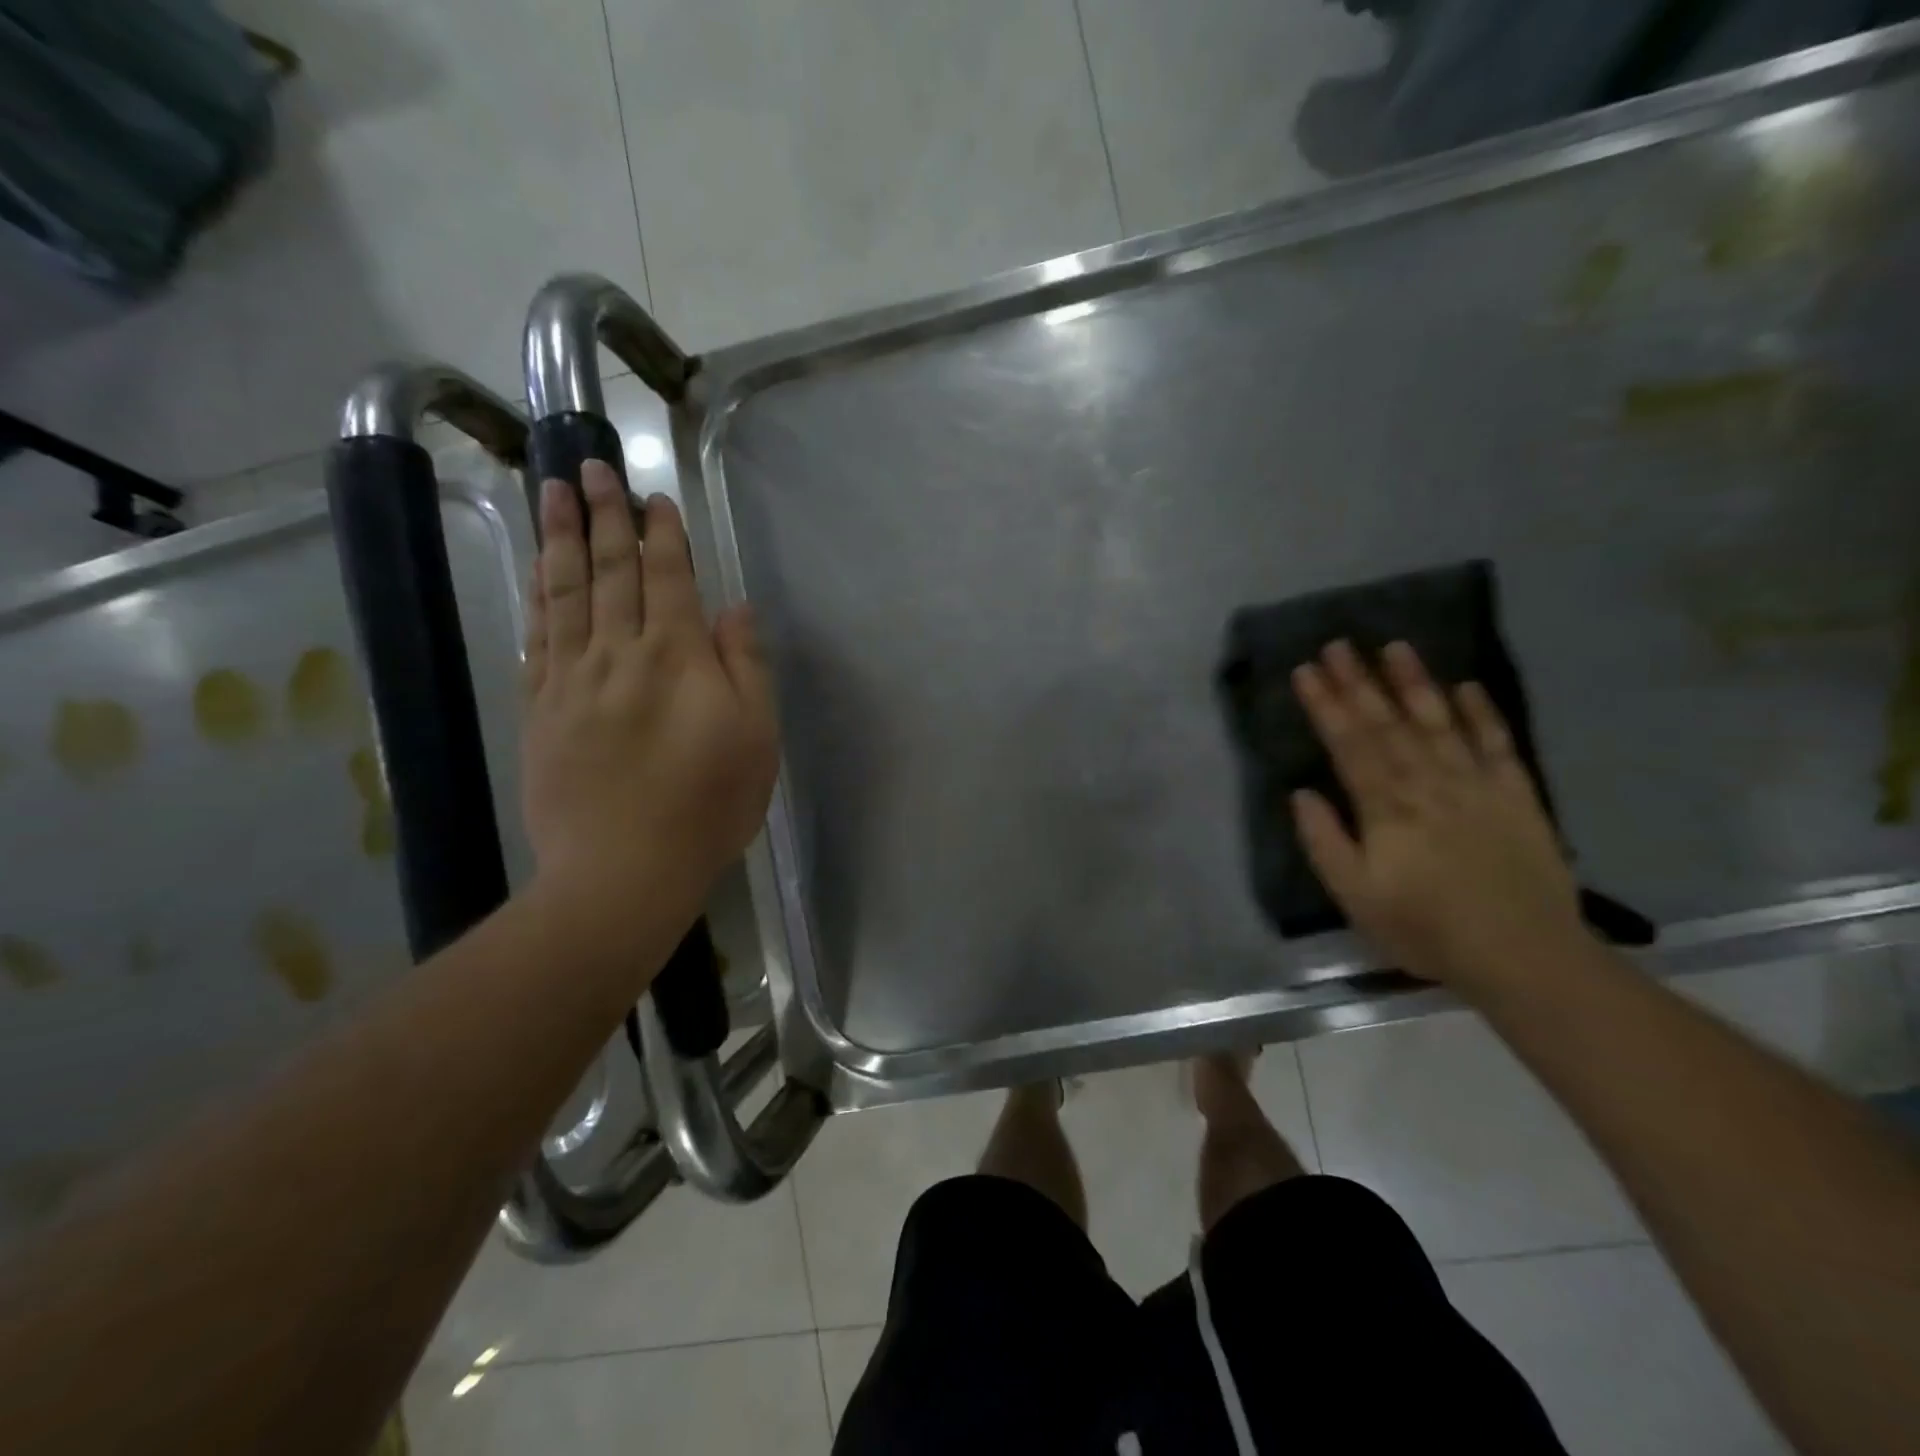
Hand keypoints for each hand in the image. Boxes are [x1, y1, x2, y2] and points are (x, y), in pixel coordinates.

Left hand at [521, 461, 778, 946]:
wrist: (623, 869)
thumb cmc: (707, 805)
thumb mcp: (756, 738)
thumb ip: (746, 667)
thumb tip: (733, 609)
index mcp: (675, 657)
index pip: (666, 578)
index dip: (661, 534)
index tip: (652, 497)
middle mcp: (618, 653)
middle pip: (609, 571)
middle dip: (602, 516)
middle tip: (588, 468)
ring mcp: (571, 680)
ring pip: (563, 594)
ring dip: (559, 540)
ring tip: (551, 494)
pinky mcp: (540, 709)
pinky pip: (536, 638)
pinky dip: (536, 598)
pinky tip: (536, 574)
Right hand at [1290, 640, 1586, 991]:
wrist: (1523, 955)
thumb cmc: (1425, 928)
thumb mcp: (1355, 896)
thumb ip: (1325, 841)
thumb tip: (1301, 793)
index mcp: (1386, 807)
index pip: (1349, 744)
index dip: (1325, 705)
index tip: (1305, 670)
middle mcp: (1429, 783)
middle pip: (1388, 723)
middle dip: (1359, 681)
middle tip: (1338, 644)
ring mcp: (1477, 785)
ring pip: (1440, 722)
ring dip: (1415, 682)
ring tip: (1394, 647)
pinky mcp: (1517, 796)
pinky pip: (1497, 745)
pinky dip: (1482, 713)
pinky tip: (1467, 686)